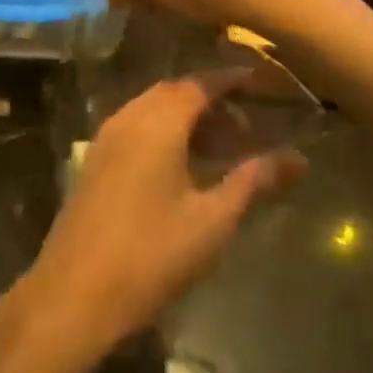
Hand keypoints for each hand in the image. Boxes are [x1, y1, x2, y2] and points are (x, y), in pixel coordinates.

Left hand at [16, 76, 302, 361]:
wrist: (75, 292)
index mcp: (158, 122)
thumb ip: (252, 181)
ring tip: (221, 150)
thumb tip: (297, 159)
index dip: (231, 80)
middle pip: (175, 93)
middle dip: (212, 102)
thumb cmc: (152, 255)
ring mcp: (107, 137)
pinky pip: (136, 127)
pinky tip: (183, 166)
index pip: (200, 84)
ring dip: (188, 119)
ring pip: (154, 109)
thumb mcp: (212, 220)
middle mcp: (129, 117)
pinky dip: (165, 132)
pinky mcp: (96, 159)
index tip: (259, 81)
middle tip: (246, 128)